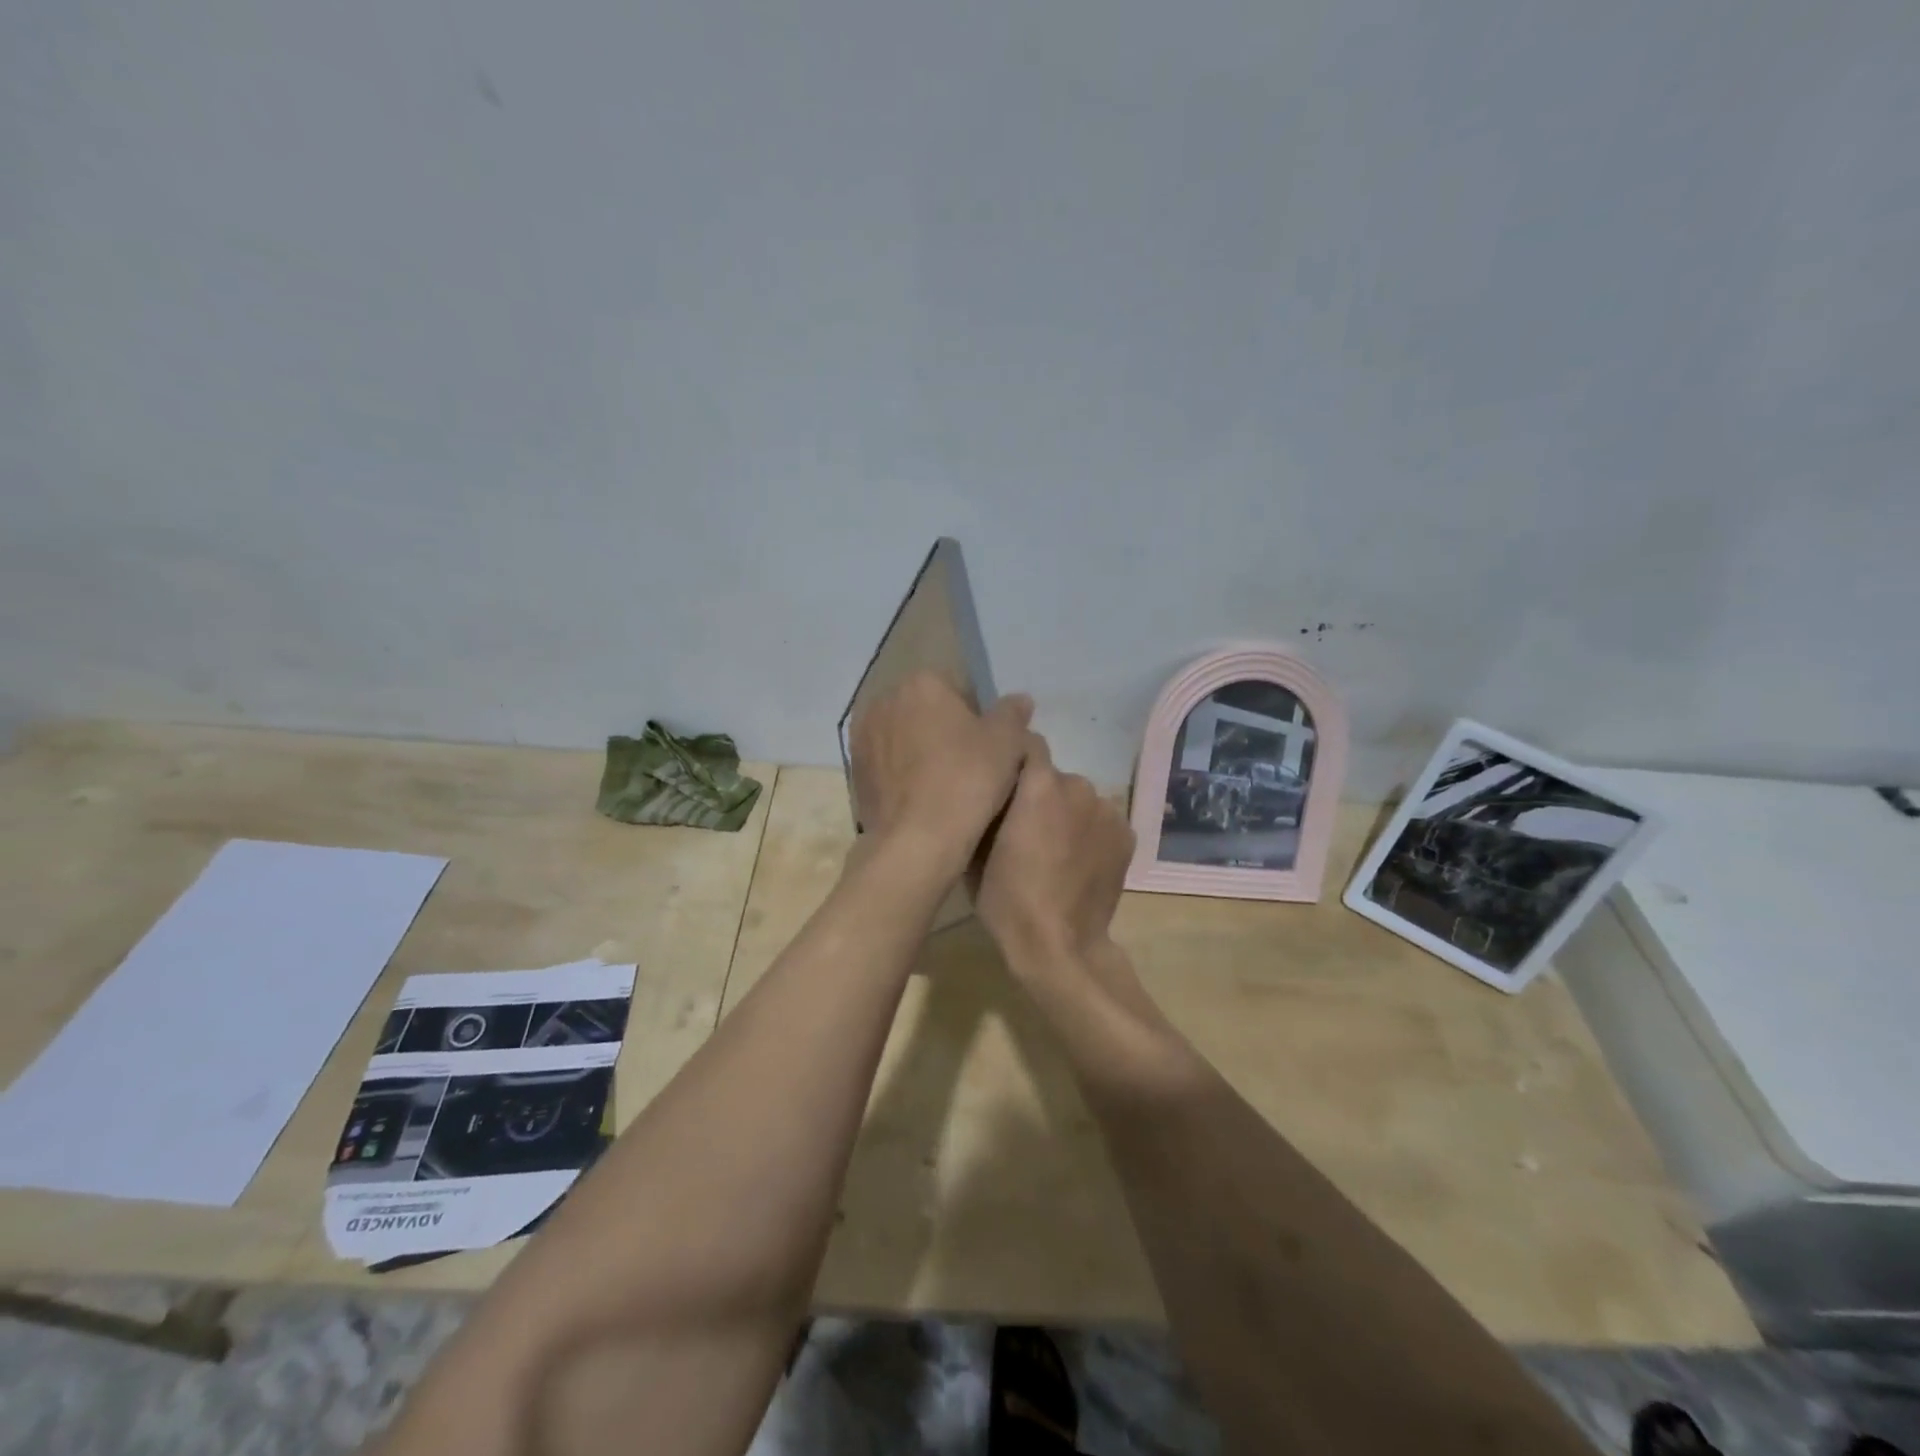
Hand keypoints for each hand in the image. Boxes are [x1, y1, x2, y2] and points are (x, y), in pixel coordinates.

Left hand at [850, 673, 1033, 875]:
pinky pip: (886, 764)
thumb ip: (1012, 713)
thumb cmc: (967, 780)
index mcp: (921, 682)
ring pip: (902, 736)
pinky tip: (920, 798)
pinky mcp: (853, 771)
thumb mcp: (1007, 742)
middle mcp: (884, 700)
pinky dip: (901, 774)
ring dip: (919, 750)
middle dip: (943, 729)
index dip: (976, 716)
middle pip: (925, 709)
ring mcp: (863, 736)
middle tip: (968, 765)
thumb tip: (1019, 699)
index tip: (988, 745)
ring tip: (943, 784)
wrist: (917, 840)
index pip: (957, 688)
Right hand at [975, 733, 1135, 977]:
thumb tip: (990, 789)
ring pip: (1080, 798)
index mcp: (1039, 785)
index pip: (1029, 743)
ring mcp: (1108, 810)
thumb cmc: (1007, 898)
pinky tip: (1080, 860)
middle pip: (1055, 776)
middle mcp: (1078, 786)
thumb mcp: (976, 850)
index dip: (1015, 758)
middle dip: (1040, 793)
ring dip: (1067, 811)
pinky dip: (1090, 831)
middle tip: (1027, 826)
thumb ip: (987, 808)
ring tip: (1056, 847)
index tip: (1004, 779)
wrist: (1060, 945)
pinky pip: (1101, 819)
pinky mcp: (1127, 834)